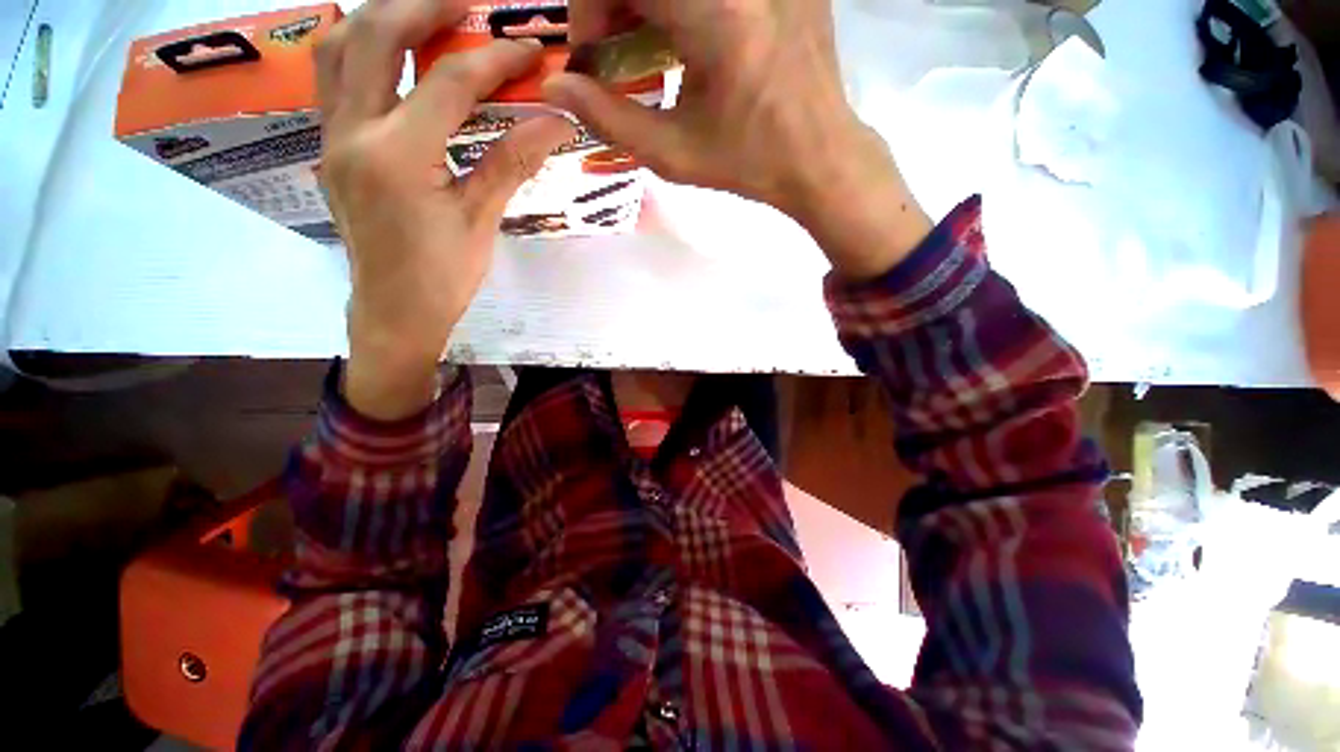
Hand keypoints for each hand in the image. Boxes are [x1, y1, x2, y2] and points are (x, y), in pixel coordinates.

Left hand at [317, 0, 574, 419]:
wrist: (395, 311)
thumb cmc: (443, 276)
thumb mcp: (481, 220)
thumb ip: (512, 163)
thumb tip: (556, 122)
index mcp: (398, 157)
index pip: (449, 83)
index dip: (495, 60)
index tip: (531, 50)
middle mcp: (353, 133)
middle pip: (374, 36)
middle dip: (423, 7)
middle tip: (465, 3)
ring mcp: (332, 138)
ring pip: (337, 48)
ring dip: (379, 18)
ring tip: (422, 16)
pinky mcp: (330, 148)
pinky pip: (331, 79)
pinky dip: (358, 50)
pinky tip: (389, 55)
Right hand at [547, 0, 932, 278]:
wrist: (819, 157)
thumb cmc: (746, 163)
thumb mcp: (673, 153)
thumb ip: (608, 118)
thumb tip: (554, 90)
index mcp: (717, 13)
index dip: (591, 6)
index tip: (590, 54)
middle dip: (615, 3)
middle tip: (610, 46)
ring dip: (649, 3)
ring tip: (645, 43)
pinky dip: (684, 5)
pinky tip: (687, 37)